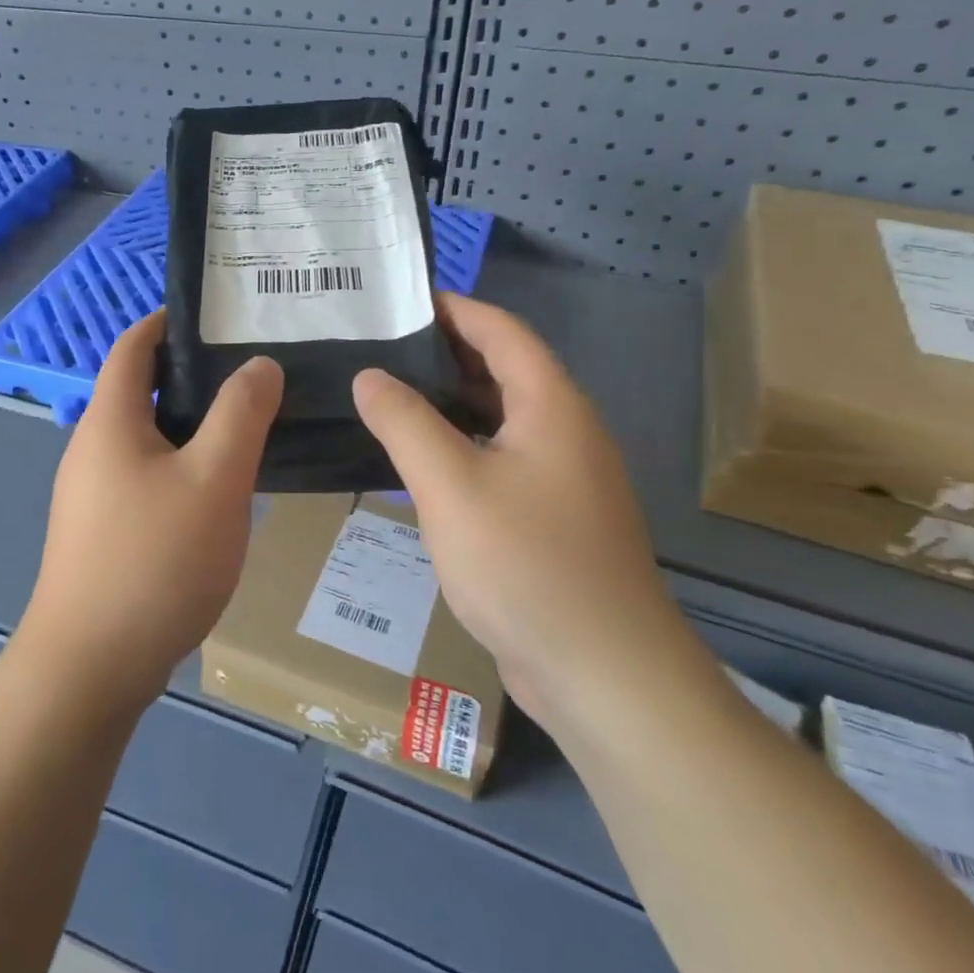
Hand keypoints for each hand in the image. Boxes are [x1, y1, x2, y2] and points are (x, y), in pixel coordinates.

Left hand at [19, 310, 283, 716]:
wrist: (92, 666)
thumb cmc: (154, 560)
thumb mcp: (214, 479)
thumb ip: (241, 414)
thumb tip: (259, 364)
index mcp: (110, 421)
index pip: (134, 346)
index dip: (169, 321)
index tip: (221, 315)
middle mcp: (93, 448)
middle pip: (142, 390)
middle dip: (194, 373)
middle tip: (257, 370)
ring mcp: (94, 494)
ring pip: (150, 438)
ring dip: (194, 425)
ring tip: (252, 422)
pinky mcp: (105, 531)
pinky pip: (149, 477)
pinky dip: (184, 465)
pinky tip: (224, 488)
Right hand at [353, 293, 709, 732]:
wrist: (603, 672)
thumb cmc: (524, 563)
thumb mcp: (449, 484)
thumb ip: (404, 422)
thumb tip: (370, 376)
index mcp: (551, 406)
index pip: (502, 331)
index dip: (454, 308)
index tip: (401, 300)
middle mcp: (566, 431)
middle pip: (505, 370)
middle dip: (445, 352)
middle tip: (380, 348)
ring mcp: (565, 477)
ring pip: (502, 418)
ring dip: (451, 401)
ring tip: (389, 396)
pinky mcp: (555, 517)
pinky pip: (503, 459)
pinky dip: (463, 445)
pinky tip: (422, 463)